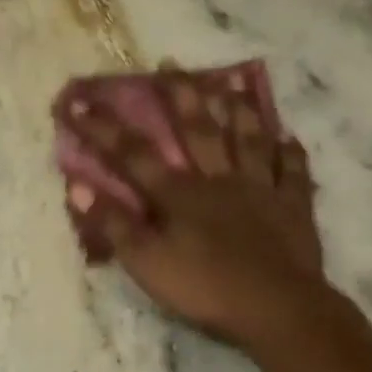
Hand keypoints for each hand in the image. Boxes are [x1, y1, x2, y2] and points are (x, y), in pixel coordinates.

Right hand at [65, 71, 327, 347]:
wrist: (275, 308)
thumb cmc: (204, 288)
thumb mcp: (146, 263)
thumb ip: (115, 225)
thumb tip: (78, 187)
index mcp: (180, 195)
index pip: (134, 155)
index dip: (103, 129)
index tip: (78, 103)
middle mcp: (219, 180)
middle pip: (198, 130)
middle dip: (181, 97)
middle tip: (171, 64)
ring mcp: (260, 190)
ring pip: (249, 140)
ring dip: (239, 111)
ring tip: (232, 83)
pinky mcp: (293, 208)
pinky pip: (292, 172)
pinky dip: (290, 153)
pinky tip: (289, 138)